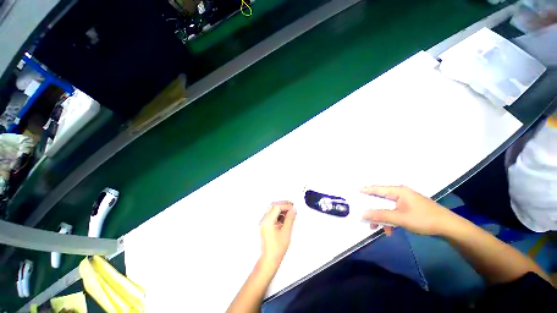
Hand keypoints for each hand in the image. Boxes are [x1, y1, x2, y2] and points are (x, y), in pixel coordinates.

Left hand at [259, 201, 295, 268]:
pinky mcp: (265, 225)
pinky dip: (279, 213)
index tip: (293, 207)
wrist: (270, 259)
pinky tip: (285, 217)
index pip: (277, 207)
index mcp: (268, 221)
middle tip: (292, 206)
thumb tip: (293, 209)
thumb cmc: (278, 247)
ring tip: (290, 212)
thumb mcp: (286, 231)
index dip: (286, 205)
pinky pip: (272, 214)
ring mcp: (264, 222)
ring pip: (272, 209)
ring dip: (281, 208)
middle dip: (283, 204)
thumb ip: (290, 218)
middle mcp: (264, 219)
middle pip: (273, 205)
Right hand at [360, 186, 456, 235]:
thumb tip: (362, 213)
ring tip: (378, 228)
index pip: (377, 189)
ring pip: (387, 207)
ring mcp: (405, 200)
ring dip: (382, 217)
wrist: (448, 227)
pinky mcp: (408, 207)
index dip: (365, 189)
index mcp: (398, 191)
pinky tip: (391, 230)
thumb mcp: (400, 218)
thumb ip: (380, 215)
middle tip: (363, 214)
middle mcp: (400, 193)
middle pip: (380, 199)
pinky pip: (394, 211)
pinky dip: (390, 220)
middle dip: (372, 208)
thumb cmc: (424, 219)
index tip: (354, 189)